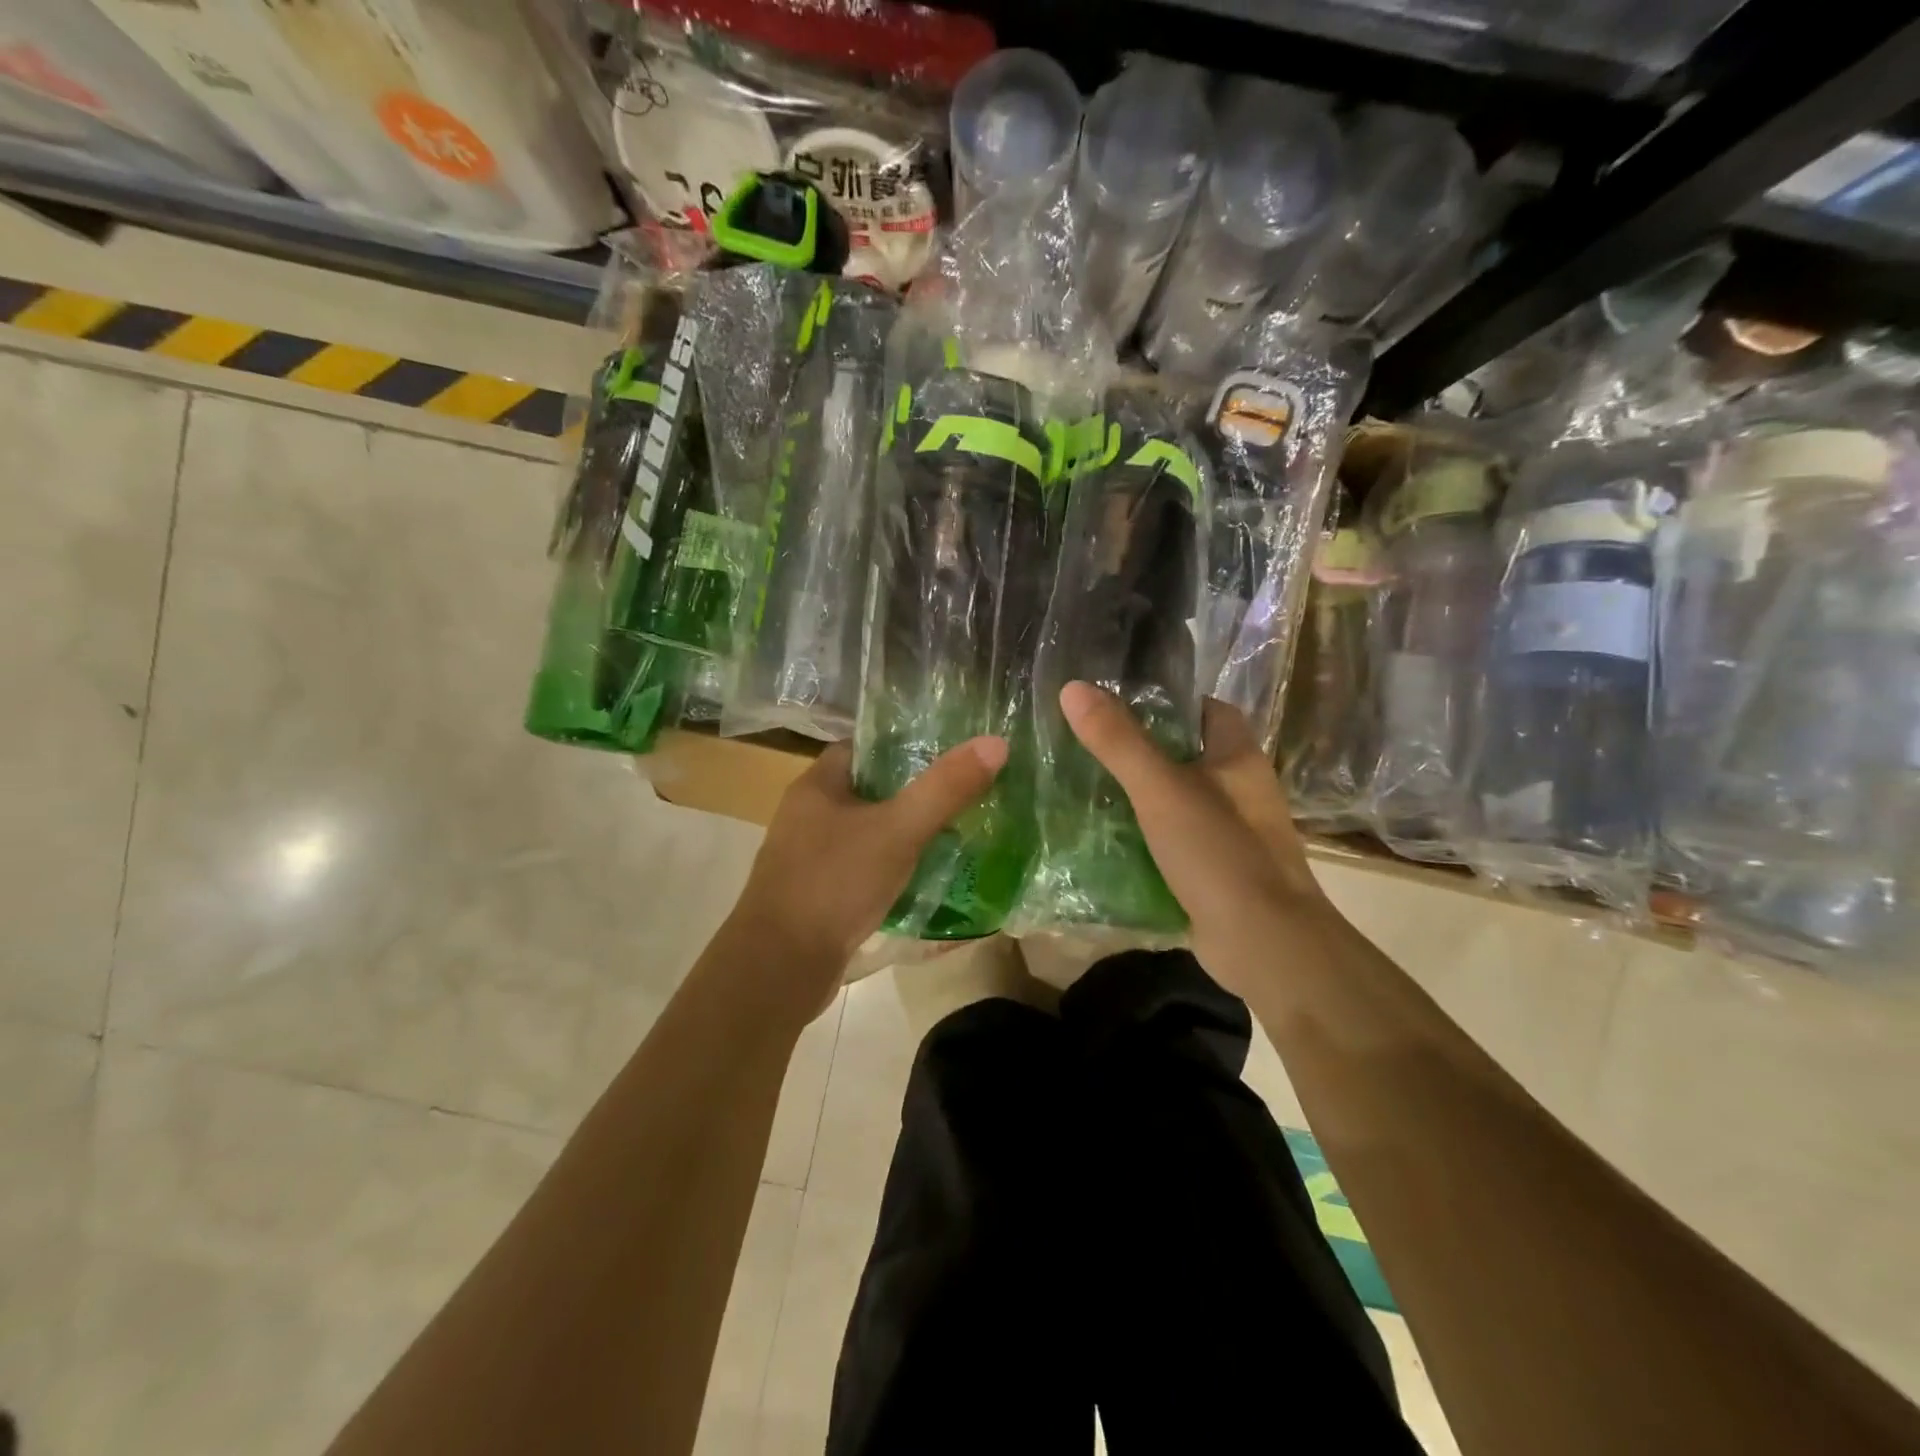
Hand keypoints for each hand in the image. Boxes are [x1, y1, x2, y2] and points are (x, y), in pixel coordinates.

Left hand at [722, 736, 1007, 1013]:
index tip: (946, 752)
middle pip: (868, 792)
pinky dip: (892, 872)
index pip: (861, 748)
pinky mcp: (819, 897)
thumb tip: (995, 743)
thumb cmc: (834, 884)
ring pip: (868, 835)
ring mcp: (810, 860)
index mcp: (816, 787)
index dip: (902, 745)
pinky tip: (926, 880)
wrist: (780, 969)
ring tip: (956, 835)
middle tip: (962, 794)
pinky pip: (863, 872)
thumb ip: (945, 788)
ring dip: (904, 836)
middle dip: (912, 794)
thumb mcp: (898, 831)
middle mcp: (807, 817)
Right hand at [1060, 682, 1332, 992]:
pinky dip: (1144, 841)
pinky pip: (1173, 844)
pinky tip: (1104, 842)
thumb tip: (1073, 688)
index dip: (1168, 703)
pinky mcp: (1215, 873)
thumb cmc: (1219, 852)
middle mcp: (1240, 792)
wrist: (1264, 944)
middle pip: (1187, 757)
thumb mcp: (1161, 789)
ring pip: (1177, 803)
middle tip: (1089, 747)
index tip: (1119, 705)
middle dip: (1142, 752)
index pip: (1206, 711)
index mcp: (1238, 759)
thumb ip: (1118, 741)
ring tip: (1085, 789)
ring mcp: (1230, 835)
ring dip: (1139, 799)